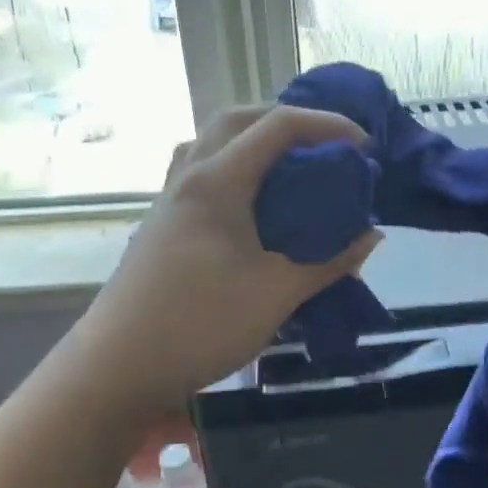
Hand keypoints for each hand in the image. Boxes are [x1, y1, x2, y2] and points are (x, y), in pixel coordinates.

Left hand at [76, 104, 380, 409]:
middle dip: (286, 120)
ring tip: (288, 166)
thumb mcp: (277, 294)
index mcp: (218, 181)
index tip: (365, 146)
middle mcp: (189, 176)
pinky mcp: (161, 224)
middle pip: (236, 119)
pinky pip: (200, 172)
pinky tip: (251, 205)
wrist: (117, 367)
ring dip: (252, 140)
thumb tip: (371, 237)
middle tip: (325, 146)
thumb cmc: (200, 324)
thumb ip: (329, 262)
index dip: (328, 125)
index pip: (278, 126)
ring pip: (211, 143)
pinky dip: (233, 168)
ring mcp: (169, 199)